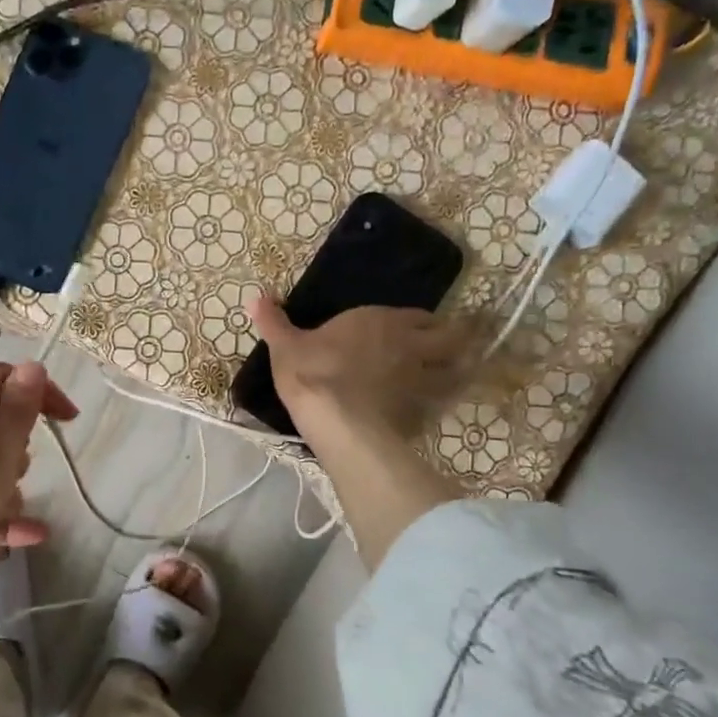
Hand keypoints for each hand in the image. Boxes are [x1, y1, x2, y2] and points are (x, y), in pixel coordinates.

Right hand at [247, 295, 470, 570]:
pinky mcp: (425, 412)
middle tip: (453, 348)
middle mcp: (411, 344)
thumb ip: (274, 322)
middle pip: (451, 338)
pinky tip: (437, 410)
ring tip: (457, 376)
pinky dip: (446, 404)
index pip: (418, 315)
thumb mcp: (285, 346)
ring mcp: (423, 379)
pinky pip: (445, 404)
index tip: (419, 328)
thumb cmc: (313, 373)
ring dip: (460, 371)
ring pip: (457, 370)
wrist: (338, 420)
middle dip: (455, 340)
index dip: (421, 322)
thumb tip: (257, 296)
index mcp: (381, 321)